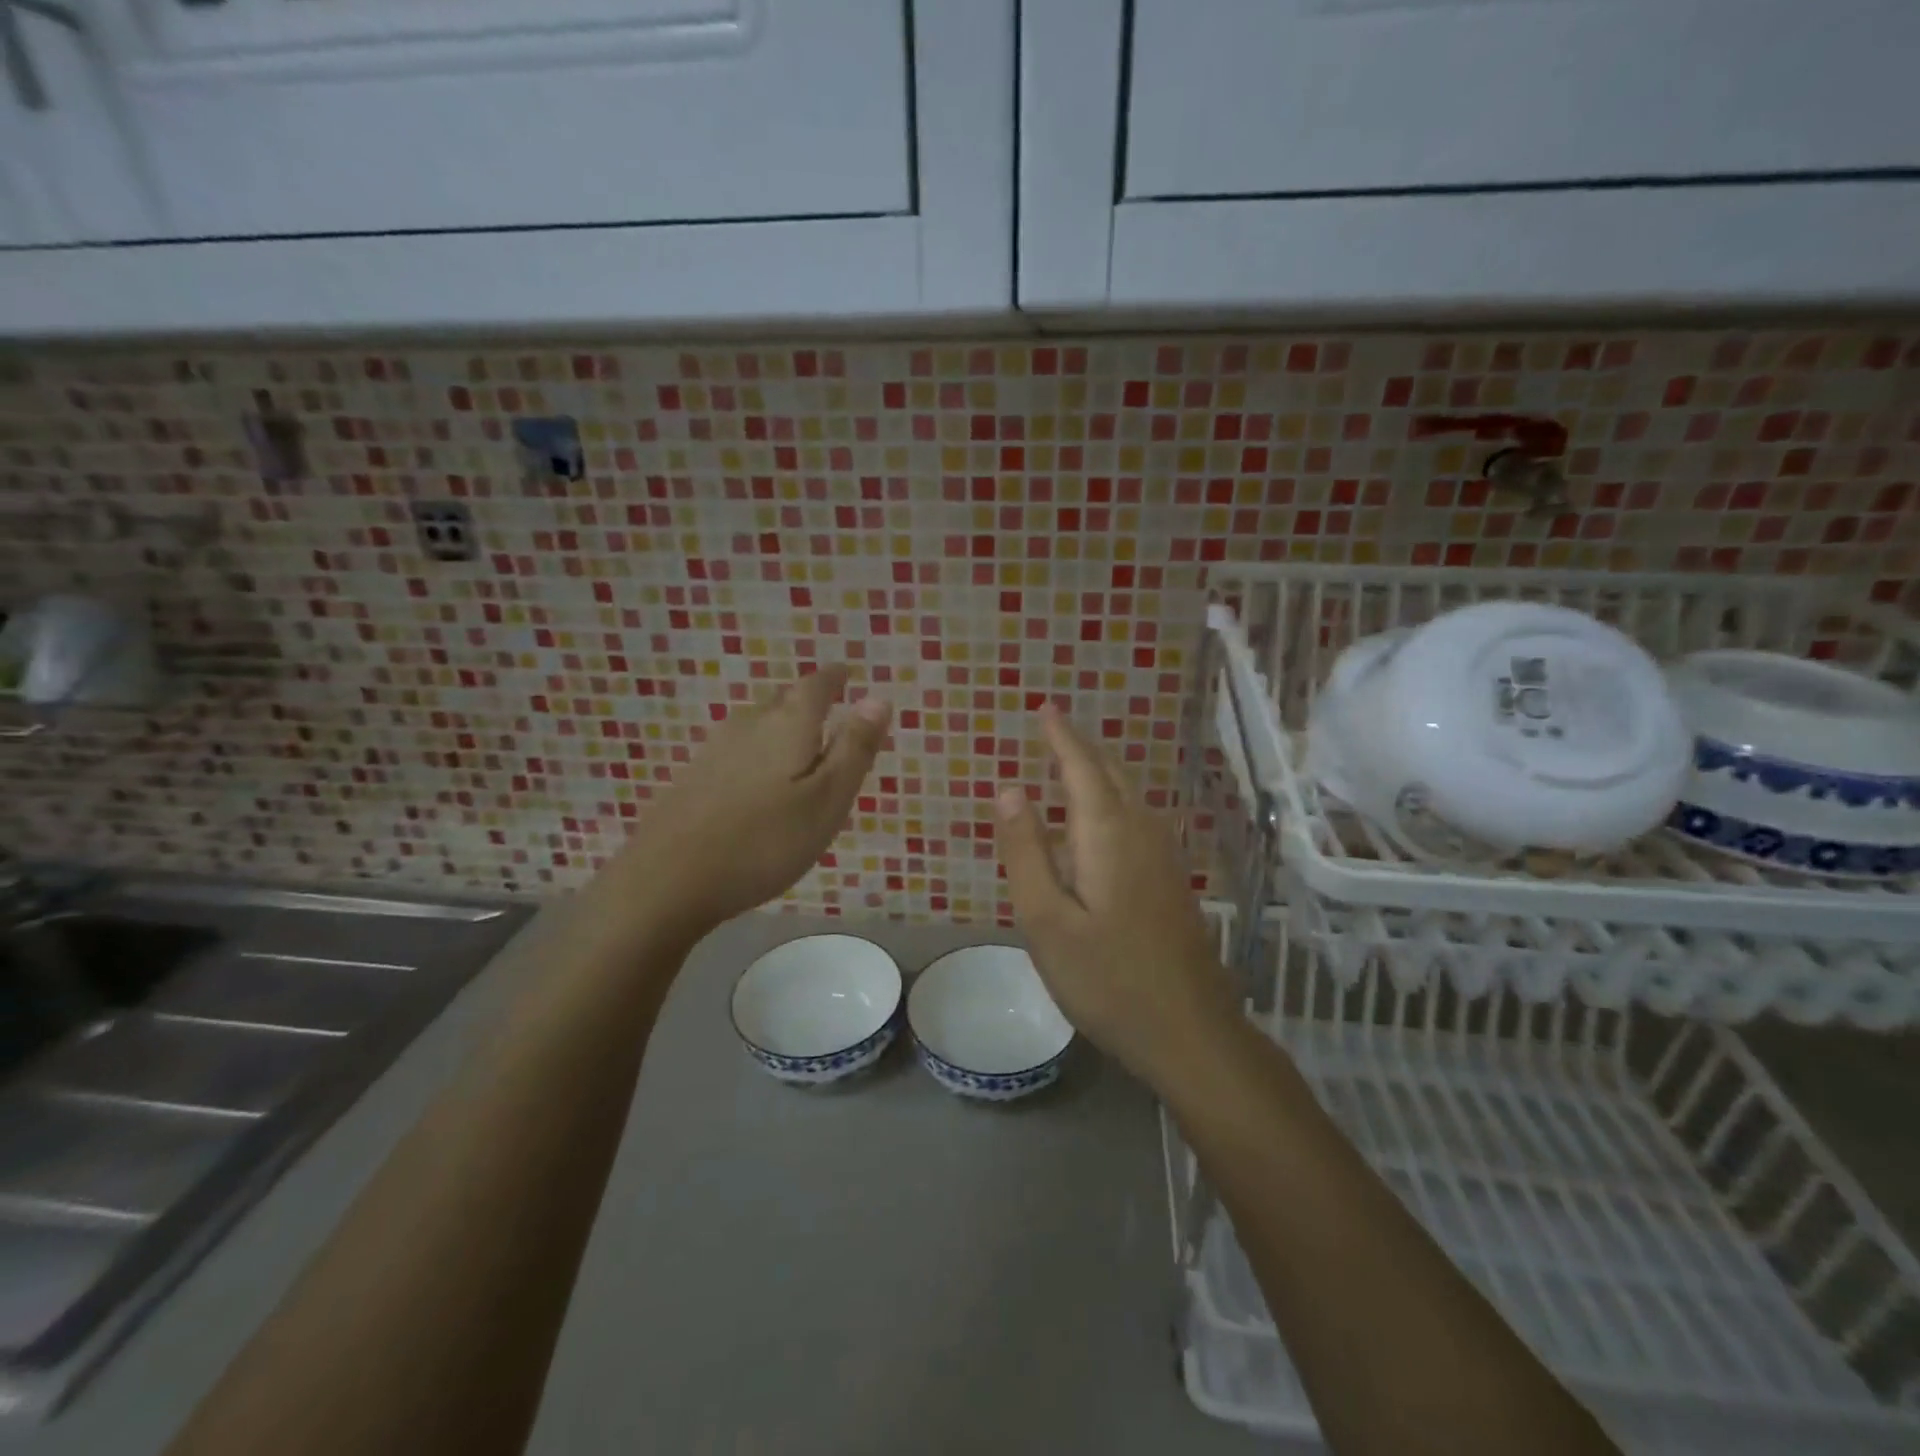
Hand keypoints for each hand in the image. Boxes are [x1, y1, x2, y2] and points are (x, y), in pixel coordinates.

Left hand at [601, 665, 890, 941]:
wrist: (669, 879)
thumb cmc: (765, 841)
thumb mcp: (827, 800)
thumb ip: (854, 749)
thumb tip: (878, 697)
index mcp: (788, 725)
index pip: (816, 685)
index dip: (835, 678)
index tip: (847, 674)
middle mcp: (749, 724)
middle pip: (783, 699)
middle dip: (808, 700)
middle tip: (830, 710)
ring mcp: (715, 749)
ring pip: (757, 723)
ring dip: (781, 725)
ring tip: (800, 744)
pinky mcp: (694, 777)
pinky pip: (738, 749)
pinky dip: (758, 752)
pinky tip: (758, 779)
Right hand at [994, 706, 1239, 1088]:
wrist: (1189, 1031)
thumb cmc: (1106, 979)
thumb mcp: (1045, 921)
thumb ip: (1025, 852)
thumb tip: (1008, 789)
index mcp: (1108, 834)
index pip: (1082, 766)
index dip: (1062, 735)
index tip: (1045, 708)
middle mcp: (1142, 832)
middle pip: (1111, 773)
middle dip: (1082, 746)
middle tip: (1054, 727)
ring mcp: (1165, 856)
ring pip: (1130, 794)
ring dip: (1100, 769)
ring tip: (1072, 759)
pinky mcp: (1173, 880)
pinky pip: (1139, 817)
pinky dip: (1114, 797)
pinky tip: (1104, 816)